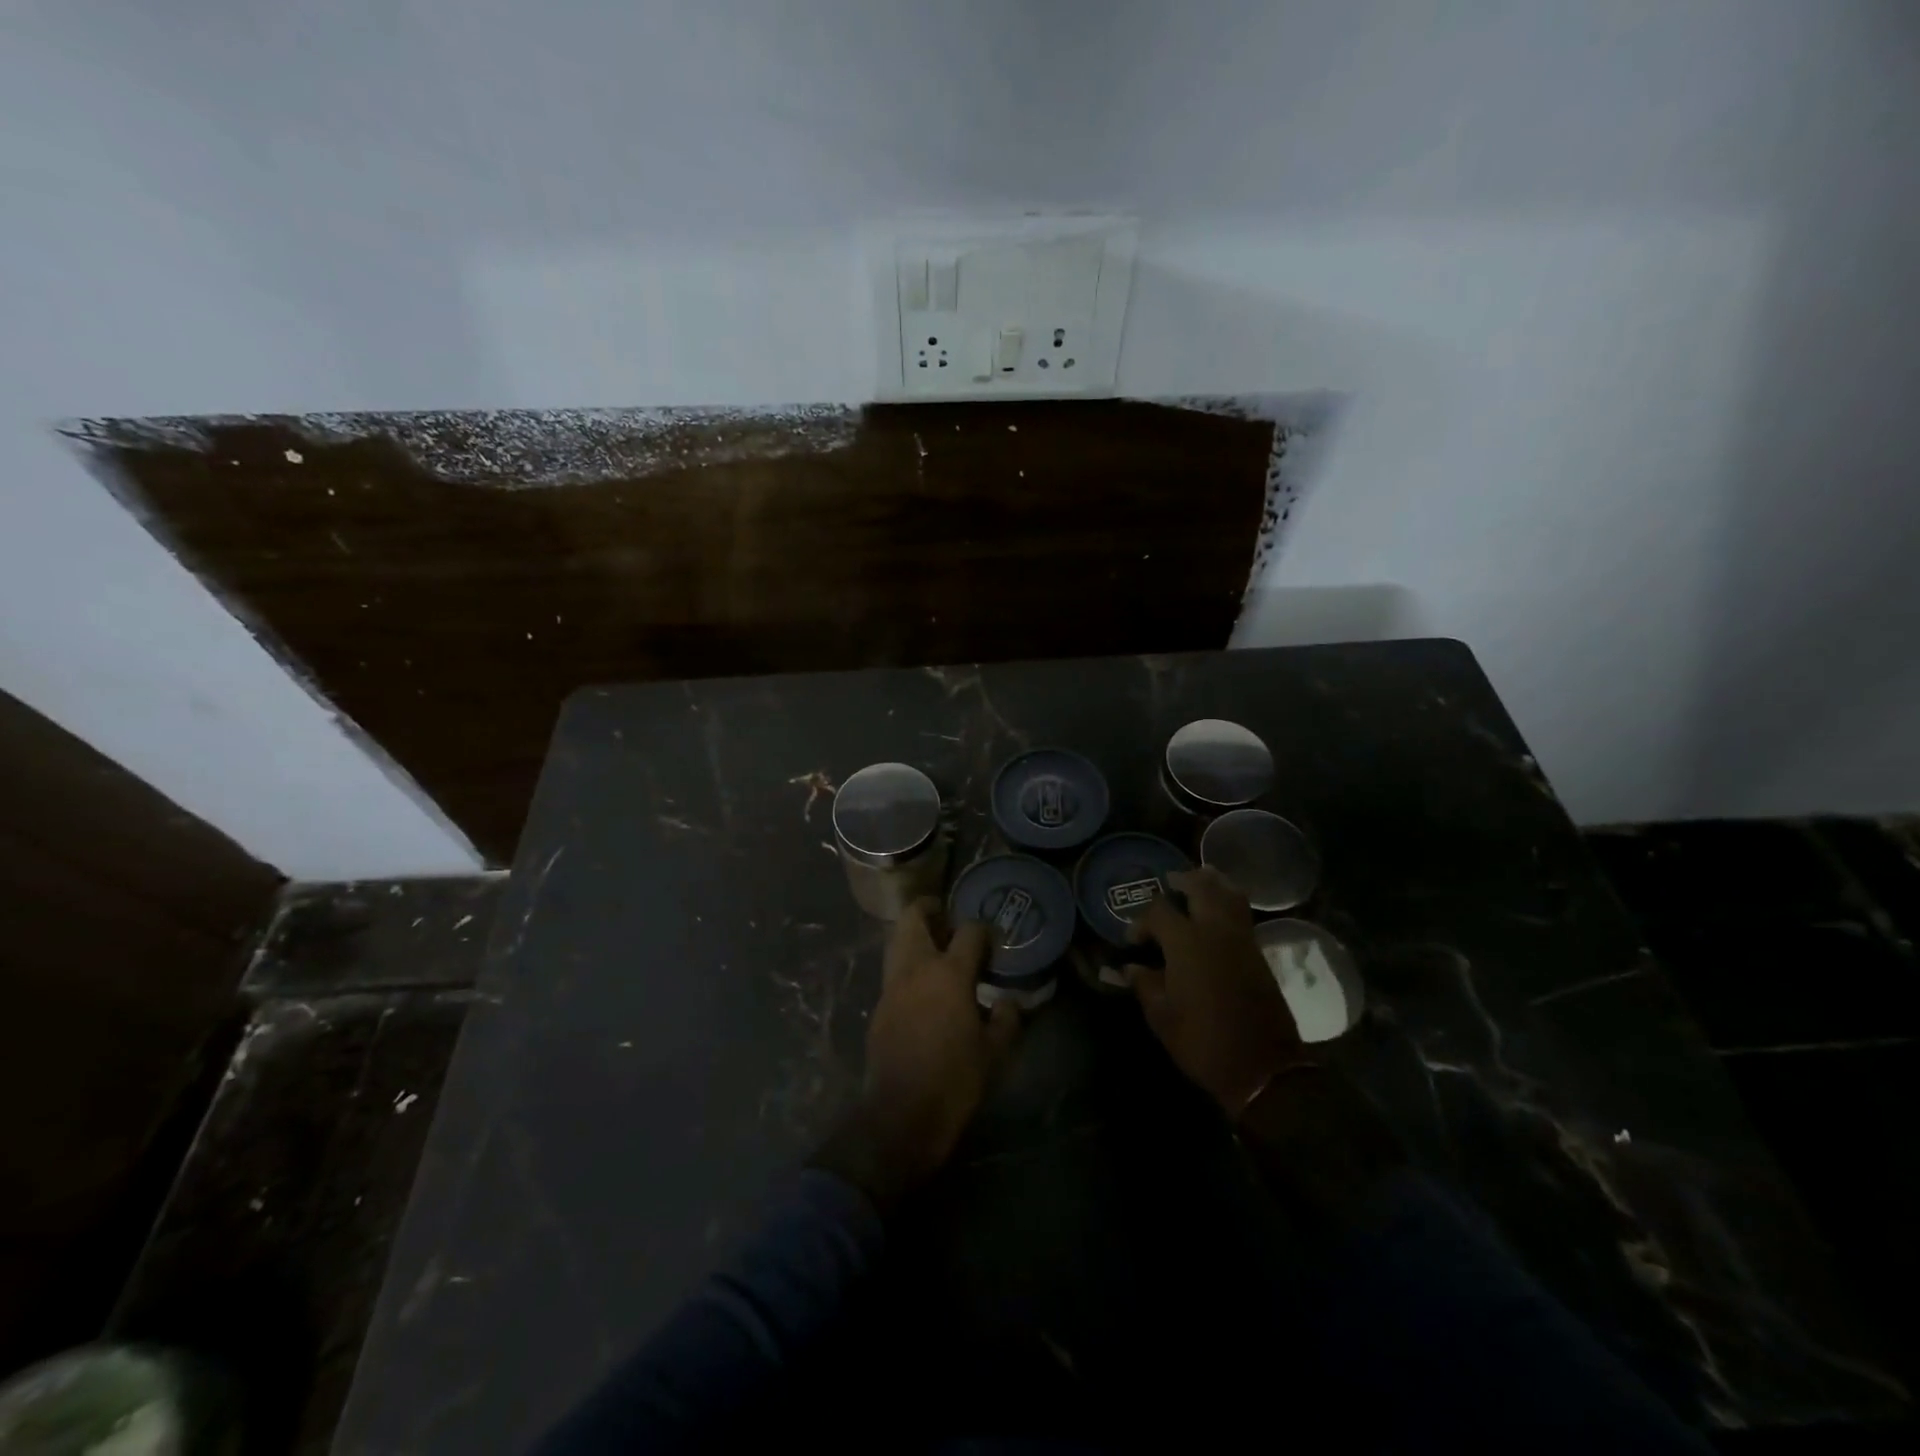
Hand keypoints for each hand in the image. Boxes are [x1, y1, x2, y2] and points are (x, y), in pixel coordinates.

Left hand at [814, 899, 1021, 1206]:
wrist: (901, 1113)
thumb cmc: (955, 1079)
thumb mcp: (995, 1052)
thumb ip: (1007, 1019)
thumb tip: (1008, 1002)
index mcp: (949, 973)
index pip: (969, 932)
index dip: (982, 930)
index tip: (991, 941)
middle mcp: (916, 968)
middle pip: (914, 917)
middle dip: (930, 909)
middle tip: (947, 917)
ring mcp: (892, 985)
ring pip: (896, 939)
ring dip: (914, 933)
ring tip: (934, 946)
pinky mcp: (879, 1005)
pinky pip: (892, 969)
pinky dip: (906, 963)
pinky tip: (922, 984)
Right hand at [1126, 866, 1304, 1115]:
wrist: (1262, 1068)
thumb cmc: (1202, 1041)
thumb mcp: (1161, 1016)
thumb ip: (1144, 984)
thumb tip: (1130, 968)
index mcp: (1186, 942)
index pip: (1159, 912)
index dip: (1141, 921)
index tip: (1133, 941)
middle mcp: (1215, 931)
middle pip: (1200, 887)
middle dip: (1183, 881)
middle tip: (1169, 883)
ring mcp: (1242, 939)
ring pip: (1229, 894)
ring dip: (1211, 884)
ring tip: (1197, 883)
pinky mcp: (1258, 953)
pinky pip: (1242, 914)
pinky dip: (1228, 901)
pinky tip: (1216, 911)